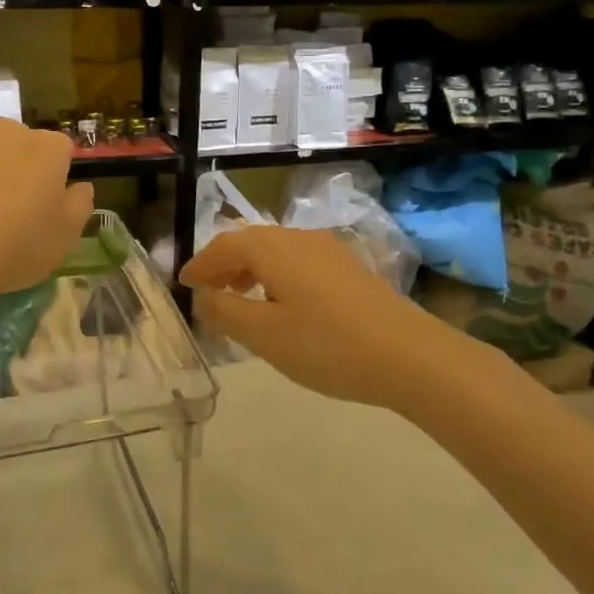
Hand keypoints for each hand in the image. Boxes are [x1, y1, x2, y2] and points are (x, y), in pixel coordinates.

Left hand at [0, 118, 93, 311]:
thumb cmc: (17, 245)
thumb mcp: (66, 236)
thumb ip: (80, 204)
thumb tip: (80, 187)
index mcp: (47, 147)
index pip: (63, 151)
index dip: (59, 178)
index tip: (50, 208)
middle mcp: (7, 134)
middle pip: (23, 147)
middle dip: (24, 171)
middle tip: (18, 213)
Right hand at [180, 226, 498, 410]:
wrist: (410, 355)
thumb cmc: (327, 345)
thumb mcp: (264, 335)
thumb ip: (226, 312)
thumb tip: (204, 296)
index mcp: (273, 248)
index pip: (223, 246)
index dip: (200, 265)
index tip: (183, 284)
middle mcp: (298, 237)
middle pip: (250, 243)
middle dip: (224, 266)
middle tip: (207, 294)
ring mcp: (328, 250)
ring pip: (276, 252)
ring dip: (250, 271)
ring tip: (239, 301)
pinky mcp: (348, 267)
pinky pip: (297, 262)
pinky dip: (276, 277)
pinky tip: (282, 306)